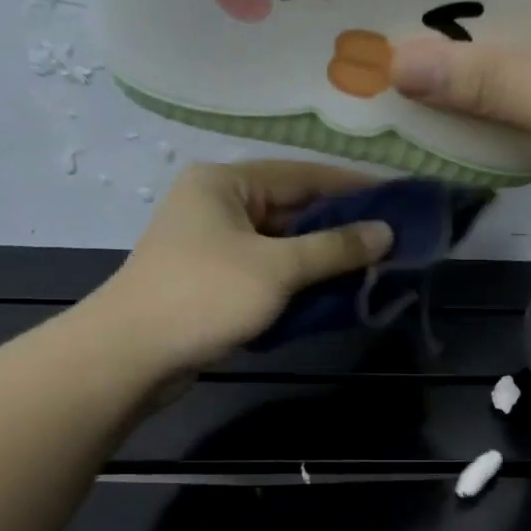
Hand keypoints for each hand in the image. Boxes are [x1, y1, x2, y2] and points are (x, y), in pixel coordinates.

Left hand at [96, 160, 393, 372]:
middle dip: (341, 228)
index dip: (354, 187)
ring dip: (323, 259)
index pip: (303, 175)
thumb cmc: (205, 296)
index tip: (399, 199)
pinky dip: (298, 282)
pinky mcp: (214, 283)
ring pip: (282, 246)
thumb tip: (386, 232)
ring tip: (373, 269)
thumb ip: (334, 248)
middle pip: (293, 210)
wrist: (131, 355)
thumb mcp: (277, 268)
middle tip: (392, 241)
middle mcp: (218, 205)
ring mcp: (213, 246)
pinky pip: (268, 273)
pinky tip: (334, 294)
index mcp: (226, 183)